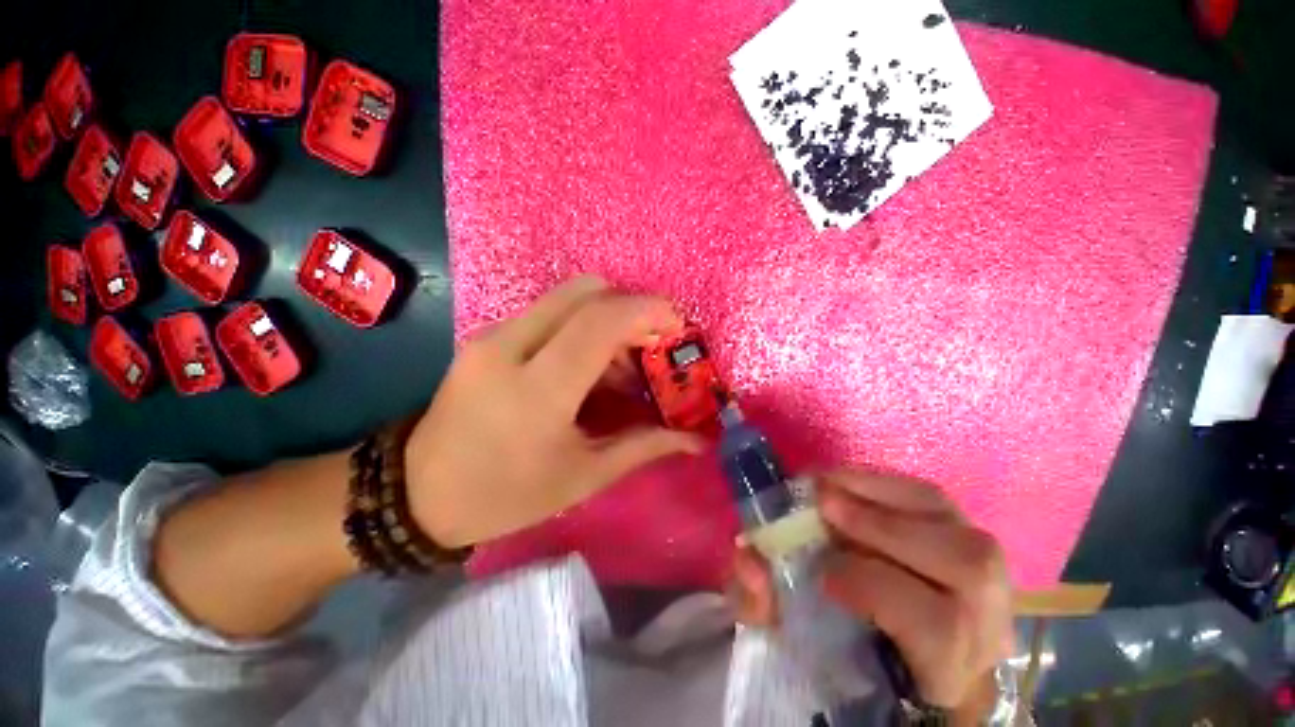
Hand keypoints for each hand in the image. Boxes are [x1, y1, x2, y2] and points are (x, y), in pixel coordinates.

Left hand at [404, 275, 704, 547]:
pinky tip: (587, 367)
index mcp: (537, 391)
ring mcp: (492, 336)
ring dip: (606, 319)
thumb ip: (644, 446)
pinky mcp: (486, 337)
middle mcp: (509, 347)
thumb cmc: (506, 495)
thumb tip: (694, 438)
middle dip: (629, 308)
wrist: (418, 493)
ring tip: (621, 367)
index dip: (646, 311)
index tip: (676, 323)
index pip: (600, 323)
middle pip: (584, 292)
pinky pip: (547, 313)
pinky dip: (581, 327)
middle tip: (650, 343)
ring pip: (566, 298)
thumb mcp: (583, 477)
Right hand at [728, 470, 1012, 711]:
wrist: (897, 646)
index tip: (821, 572)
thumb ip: (764, 607)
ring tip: (830, 486)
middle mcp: (986, 624)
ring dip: (886, 497)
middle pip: (967, 568)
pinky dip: (889, 485)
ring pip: (957, 525)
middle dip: (886, 528)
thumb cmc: (847, 651)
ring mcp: (990, 578)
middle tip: (821, 502)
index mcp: (947, 670)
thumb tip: (751, 561)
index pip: (939, 629)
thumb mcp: (797, 643)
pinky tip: (850, 483)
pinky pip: (939, 502)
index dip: (877, 589)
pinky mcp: (969, 539)